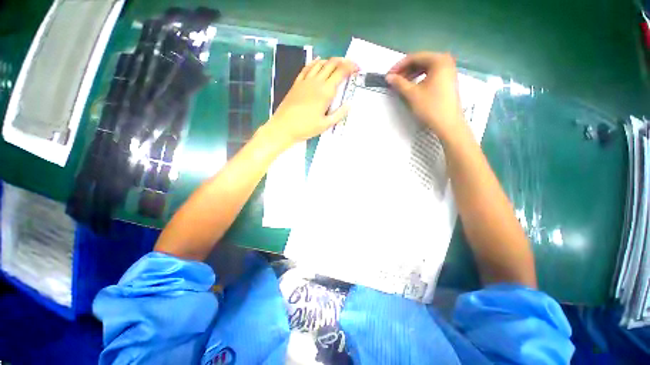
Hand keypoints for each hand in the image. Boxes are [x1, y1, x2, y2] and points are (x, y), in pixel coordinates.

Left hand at [265, 57, 357, 146]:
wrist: (284, 126)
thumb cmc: (306, 127)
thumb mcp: (325, 125)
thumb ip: (339, 114)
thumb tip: (349, 105)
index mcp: (326, 92)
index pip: (341, 72)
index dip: (351, 67)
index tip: (357, 68)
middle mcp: (317, 82)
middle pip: (332, 64)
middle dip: (343, 61)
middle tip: (350, 65)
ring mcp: (305, 81)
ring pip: (320, 63)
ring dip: (330, 61)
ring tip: (337, 64)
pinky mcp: (297, 83)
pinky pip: (307, 68)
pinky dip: (315, 62)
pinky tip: (318, 61)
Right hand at [386, 53, 464, 139]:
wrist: (448, 124)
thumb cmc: (430, 106)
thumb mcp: (412, 94)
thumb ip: (399, 83)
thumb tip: (388, 77)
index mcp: (439, 60)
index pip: (415, 57)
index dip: (399, 66)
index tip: (388, 75)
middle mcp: (446, 61)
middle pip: (421, 61)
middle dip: (405, 70)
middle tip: (394, 80)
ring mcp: (448, 71)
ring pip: (426, 68)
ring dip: (412, 74)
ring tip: (401, 84)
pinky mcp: (448, 80)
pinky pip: (431, 74)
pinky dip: (420, 78)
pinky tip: (412, 86)